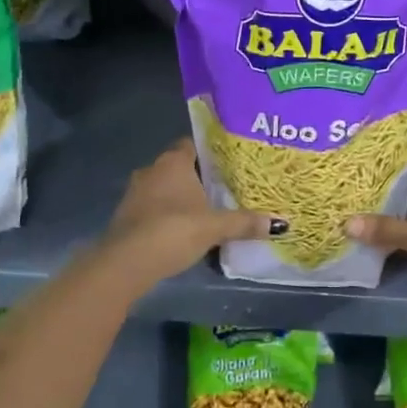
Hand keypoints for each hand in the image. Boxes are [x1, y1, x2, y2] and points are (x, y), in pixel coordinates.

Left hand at [98, 139, 281, 294]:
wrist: (126, 263)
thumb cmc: (173, 230)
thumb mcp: (214, 227)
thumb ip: (245, 222)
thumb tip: (281, 223)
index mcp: (173, 161)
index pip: (193, 144)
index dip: (211, 152)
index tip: (229, 163)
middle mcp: (152, 170)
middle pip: (180, 167)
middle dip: (199, 178)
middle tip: (225, 189)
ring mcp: (135, 193)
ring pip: (165, 188)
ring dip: (181, 199)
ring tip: (208, 211)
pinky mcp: (126, 216)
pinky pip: (154, 208)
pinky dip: (168, 215)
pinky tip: (183, 230)